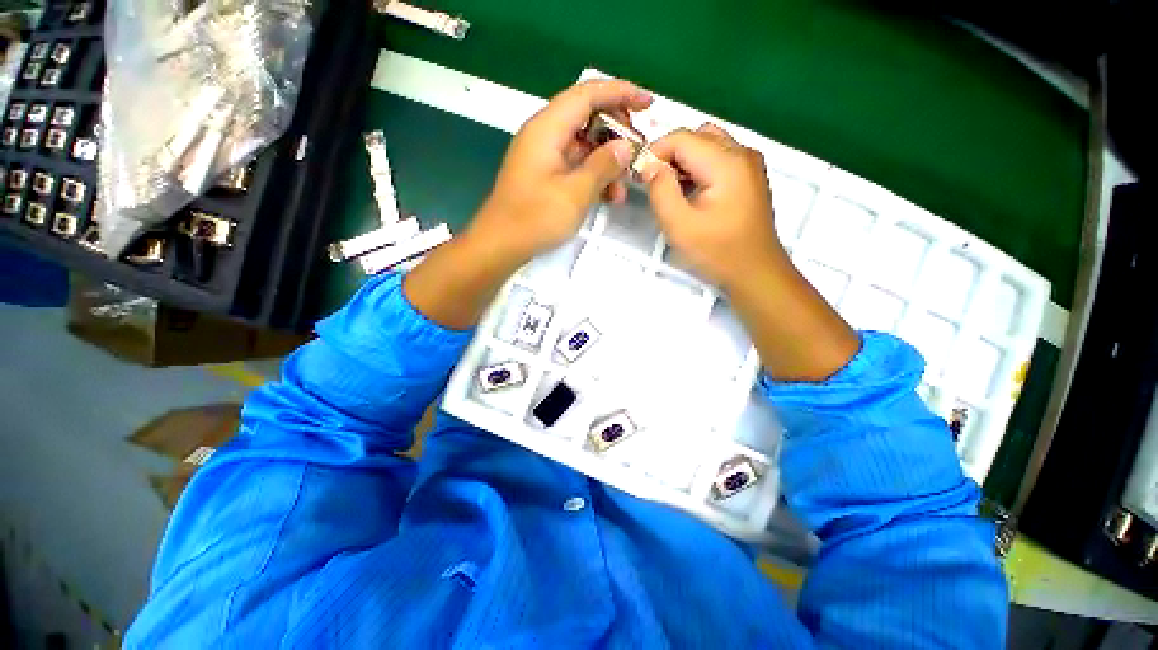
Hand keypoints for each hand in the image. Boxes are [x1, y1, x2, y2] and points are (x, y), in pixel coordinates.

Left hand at [470, 79, 652, 264]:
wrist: (501, 244)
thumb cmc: (535, 218)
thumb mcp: (575, 193)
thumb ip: (602, 166)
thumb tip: (624, 147)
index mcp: (547, 128)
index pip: (588, 94)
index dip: (620, 93)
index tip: (648, 103)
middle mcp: (544, 135)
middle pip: (587, 117)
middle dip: (616, 132)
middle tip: (637, 153)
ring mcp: (544, 156)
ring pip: (584, 145)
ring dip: (607, 161)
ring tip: (624, 186)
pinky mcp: (545, 175)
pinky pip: (575, 165)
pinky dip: (593, 175)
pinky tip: (609, 196)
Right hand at [640, 124, 859, 380]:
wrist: (758, 276)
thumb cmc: (719, 255)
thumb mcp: (680, 223)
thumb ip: (661, 188)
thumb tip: (648, 165)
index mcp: (725, 162)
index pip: (680, 138)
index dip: (653, 153)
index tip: (636, 176)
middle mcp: (742, 155)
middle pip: (694, 138)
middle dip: (667, 157)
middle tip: (651, 187)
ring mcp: (749, 167)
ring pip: (706, 149)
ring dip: (683, 165)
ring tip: (668, 194)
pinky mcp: (749, 181)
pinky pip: (715, 164)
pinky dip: (697, 173)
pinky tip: (690, 197)